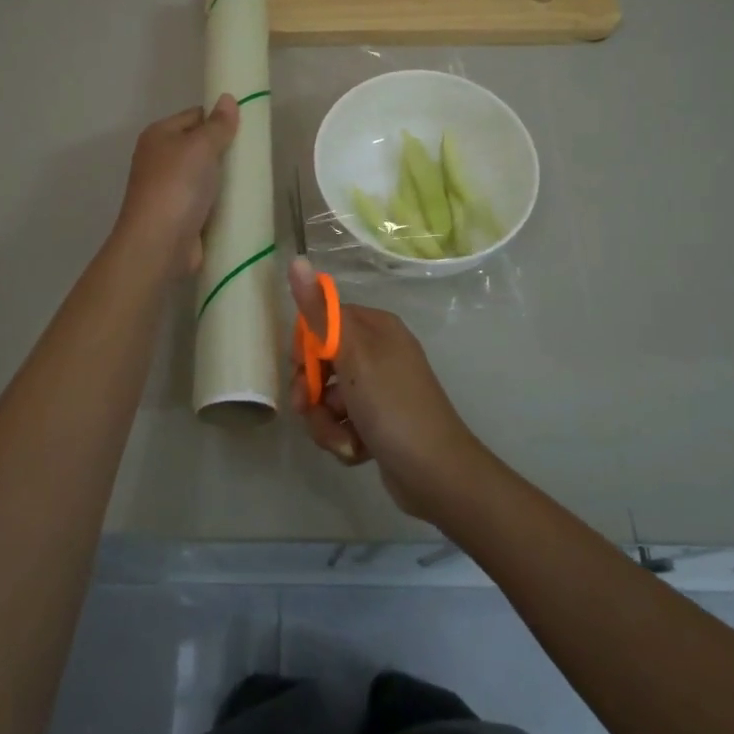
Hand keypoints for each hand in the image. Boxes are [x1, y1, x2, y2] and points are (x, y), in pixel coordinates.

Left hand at [113, 95, 239, 278]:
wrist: (159, 244)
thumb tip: (228, 98)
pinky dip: (223, 201)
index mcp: (159, 136)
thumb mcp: (200, 147)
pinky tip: (245, 201)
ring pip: (206, 175)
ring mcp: (170, 189)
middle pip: (200, 146)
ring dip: (227, 178)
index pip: (195, 116)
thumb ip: (217, 124)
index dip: (220, 118)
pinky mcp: (182, 215)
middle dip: (226, 149)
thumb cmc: (177, 186)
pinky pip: (208, 200)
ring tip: (257, 176)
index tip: (249, 126)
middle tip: (256, 153)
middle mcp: (160, 159)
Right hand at [286, 257, 491, 522]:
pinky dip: (344, 438)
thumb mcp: (352, 355)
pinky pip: (343, 423)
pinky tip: (358, 451)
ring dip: (326, 423)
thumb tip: (296, 259)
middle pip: (321, 363)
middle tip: (312, 409)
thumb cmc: (393, 406)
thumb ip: (320, 312)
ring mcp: (379, 389)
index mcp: (376, 328)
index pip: (322, 322)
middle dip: (312, 393)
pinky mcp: (378, 422)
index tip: (301, 370)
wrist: (436, 474)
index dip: (305, 348)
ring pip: (328, 399)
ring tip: (344, 441)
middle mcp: (379, 352)